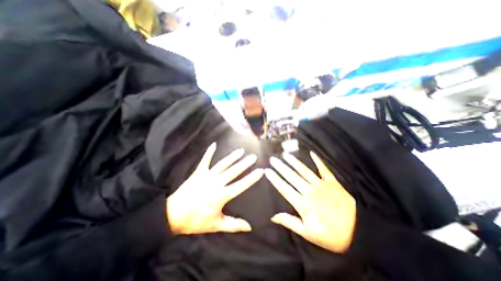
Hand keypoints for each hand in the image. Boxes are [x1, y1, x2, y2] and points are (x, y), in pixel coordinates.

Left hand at [167, 142, 262, 234]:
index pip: (240, 185)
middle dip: (244, 163)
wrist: (173, 215)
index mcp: (221, 196)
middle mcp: (216, 183)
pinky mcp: (198, 172)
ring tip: (241, 151)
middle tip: (253, 157)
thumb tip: (249, 227)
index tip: (260, 171)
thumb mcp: (216, 225)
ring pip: (222, 164)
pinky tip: (214, 144)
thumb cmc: (196, 221)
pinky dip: (209, 152)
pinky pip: (205, 160)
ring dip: (232, 157)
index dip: (251, 178)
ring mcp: (206, 176)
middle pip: (233, 171)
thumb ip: (233, 225)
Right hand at [266, 151, 355, 251]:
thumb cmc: (330, 235)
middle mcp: (310, 191)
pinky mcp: (332, 182)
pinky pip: (323, 169)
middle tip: (273, 159)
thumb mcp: (308, 233)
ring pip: (304, 171)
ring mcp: (321, 185)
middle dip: (281, 167)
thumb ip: (290, 222)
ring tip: (285, 154)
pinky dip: (318, 161)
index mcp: (303, 204)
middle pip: (292, 177)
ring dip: (294, 162)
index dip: (275, 179)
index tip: (267, 170)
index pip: (284, 188)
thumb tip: (273, 216)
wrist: (359, 232)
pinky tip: (311, 153)